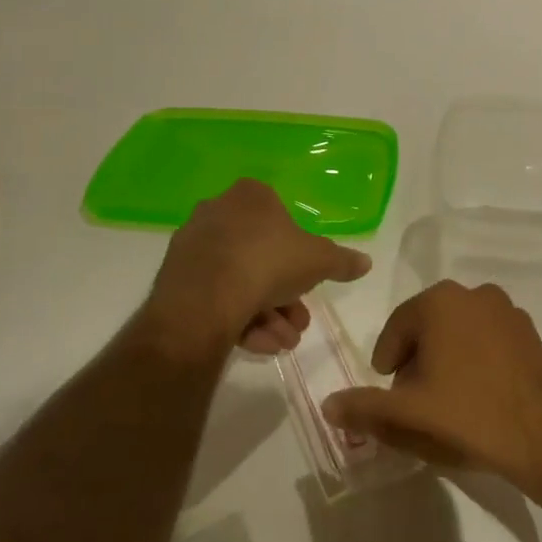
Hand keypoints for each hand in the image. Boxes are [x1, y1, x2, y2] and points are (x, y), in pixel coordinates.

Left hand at [144, 179, 370, 361]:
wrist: (205, 299)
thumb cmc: (268, 262)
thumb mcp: (319, 261)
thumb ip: (342, 261)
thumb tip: (366, 262)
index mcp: (251, 196)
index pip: (282, 219)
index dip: (300, 256)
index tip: (309, 284)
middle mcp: (218, 212)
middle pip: (262, 256)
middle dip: (285, 295)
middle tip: (298, 323)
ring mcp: (194, 245)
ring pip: (240, 280)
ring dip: (267, 314)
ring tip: (282, 343)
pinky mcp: (175, 278)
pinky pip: (216, 296)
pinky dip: (239, 319)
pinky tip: (257, 345)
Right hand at [323, 281, 541, 498]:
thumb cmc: (469, 415)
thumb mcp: (408, 414)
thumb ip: (364, 408)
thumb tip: (328, 405)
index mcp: (441, 301)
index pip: (397, 327)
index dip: (387, 362)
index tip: (389, 394)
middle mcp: (475, 294)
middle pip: (429, 328)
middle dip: (416, 362)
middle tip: (415, 402)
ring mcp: (507, 311)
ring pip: (459, 334)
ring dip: (446, 361)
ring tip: (446, 404)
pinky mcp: (530, 333)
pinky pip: (488, 343)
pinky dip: (476, 363)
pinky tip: (479, 399)